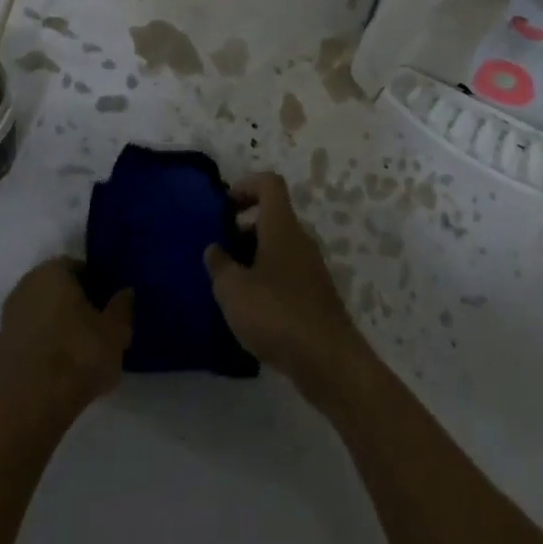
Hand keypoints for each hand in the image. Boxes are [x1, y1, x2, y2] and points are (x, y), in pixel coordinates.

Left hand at [0, 257, 132, 439]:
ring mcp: (8, 318)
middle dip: (74, 304)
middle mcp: (26, 286)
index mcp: (53, 271)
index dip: (96, 286)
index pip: (79, 268)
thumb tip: (125, 292)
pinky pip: (27, 339)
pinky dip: (40, 346)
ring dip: (55, 325)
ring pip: (40, 313)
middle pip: (57, 289)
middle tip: (94, 329)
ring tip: (76, 353)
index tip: (106, 309)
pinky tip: (54, 369)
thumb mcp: (116, 332)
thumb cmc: (77, 360)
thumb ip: (123, 306)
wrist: (29, 415)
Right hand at [204, 173, 367, 401]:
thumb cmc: (276, 313)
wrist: (328, 360)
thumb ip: (219, 265)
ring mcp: (311, 267)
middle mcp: (300, 238)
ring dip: (254, 255)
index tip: (224, 206)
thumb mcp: (233, 290)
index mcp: (282, 225)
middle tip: (220, 249)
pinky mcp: (315, 294)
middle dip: (244, 226)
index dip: (246, 185)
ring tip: (230, 283)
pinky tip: (252, 309)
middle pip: (273, 215)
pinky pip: (287, 271)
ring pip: (279, 245)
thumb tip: (214, 248)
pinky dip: (268, 278)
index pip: (269, 183)